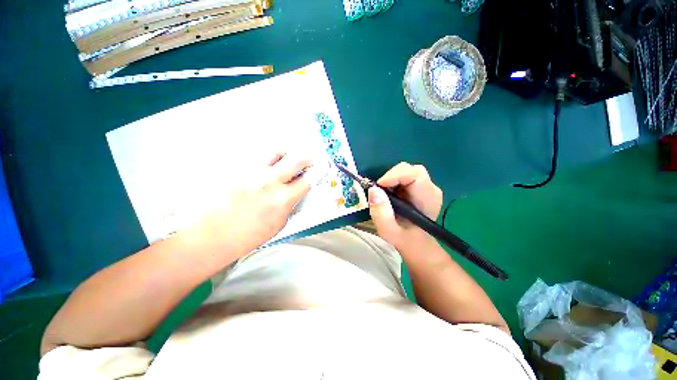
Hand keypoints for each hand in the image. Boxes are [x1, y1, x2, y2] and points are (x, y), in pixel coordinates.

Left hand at [182, 152, 311, 256]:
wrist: (211, 236)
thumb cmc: (247, 236)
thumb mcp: (278, 224)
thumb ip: (289, 205)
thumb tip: (296, 193)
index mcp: (282, 199)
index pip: (308, 180)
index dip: (318, 173)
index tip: (321, 170)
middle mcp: (269, 181)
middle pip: (297, 158)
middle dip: (308, 158)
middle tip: (308, 161)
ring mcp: (251, 172)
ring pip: (276, 150)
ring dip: (286, 154)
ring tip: (285, 161)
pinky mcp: (237, 169)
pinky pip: (257, 157)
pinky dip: (267, 160)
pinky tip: (264, 169)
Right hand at [368, 162, 442, 251]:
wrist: (416, 243)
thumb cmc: (404, 238)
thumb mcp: (388, 230)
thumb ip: (381, 213)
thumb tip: (374, 190)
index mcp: (427, 199)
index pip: (415, 175)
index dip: (394, 176)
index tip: (379, 186)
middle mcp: (431, 189)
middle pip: (411, 169)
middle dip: (392, 176)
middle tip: (380, 191)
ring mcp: (427, 187)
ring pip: (407, 171)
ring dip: (392, 179)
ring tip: (385, 194)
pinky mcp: (421, 186)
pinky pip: (406, 175)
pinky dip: (394, 181)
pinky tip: (391, 194)